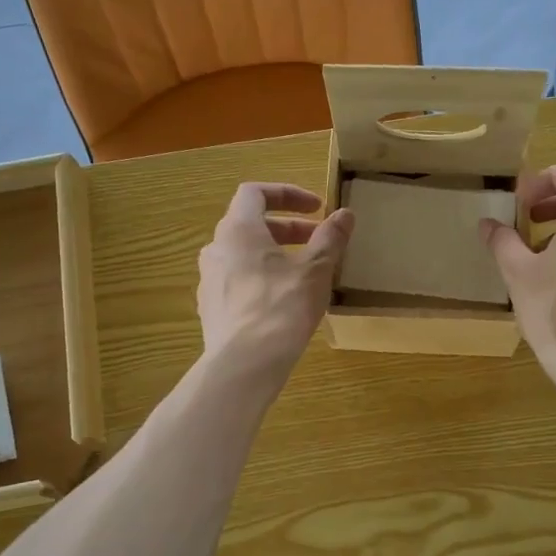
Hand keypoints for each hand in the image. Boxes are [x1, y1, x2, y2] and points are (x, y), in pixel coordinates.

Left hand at [198, 183, 352, 387]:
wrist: (244, 363)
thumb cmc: (281, 307)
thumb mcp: (315, 269)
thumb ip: (330, 238)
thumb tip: (345, 214)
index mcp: (237, 229)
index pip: (255, 192)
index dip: (288, 194)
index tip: (316, 208)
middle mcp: (216, 248)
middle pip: (250, 224)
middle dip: (287, 228)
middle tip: (318, 241)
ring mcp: (209, 280)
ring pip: (244, 255)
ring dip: (274, 255)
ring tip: (304, 273)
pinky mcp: (211, 308)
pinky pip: (238, 281)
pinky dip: (261, 279)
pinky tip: (283, 302)